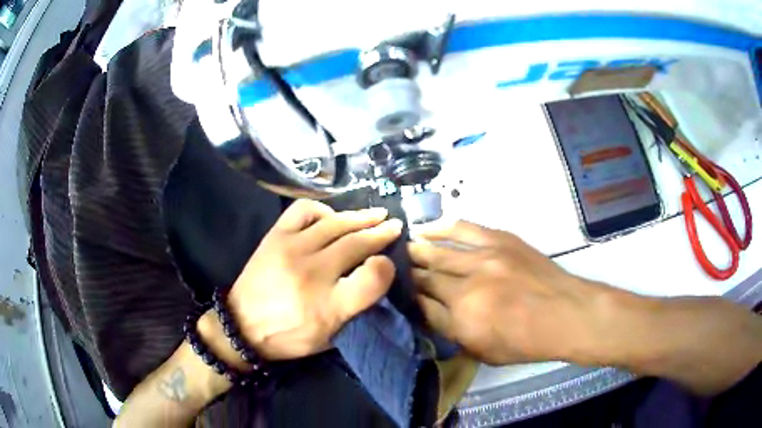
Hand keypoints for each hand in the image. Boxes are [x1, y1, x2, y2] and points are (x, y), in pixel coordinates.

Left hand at [228, 200, 402, 359]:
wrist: (242, 326)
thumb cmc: (289, 336)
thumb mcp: (330, 338)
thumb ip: (356, 310)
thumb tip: (376, 275)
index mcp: (329, 307)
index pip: (372, 279)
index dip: (388, 267)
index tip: (390, 262)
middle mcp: (312, 274)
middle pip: (357, 243)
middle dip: (382, 233)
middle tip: (395, 227)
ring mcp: (292, 250)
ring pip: (336, 223)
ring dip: (361, 217)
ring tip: (376, 215)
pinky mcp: (275, 237)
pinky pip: (304, 210)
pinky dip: (323, 210)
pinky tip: (332, 217)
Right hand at [409, 221, 616, 365]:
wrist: (564, 314)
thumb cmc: (525, 342)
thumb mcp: (482, 350)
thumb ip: (450, 330)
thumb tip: (426, 310)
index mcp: (462, 317)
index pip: (422, 303)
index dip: (408, 297)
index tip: (398, 291)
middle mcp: (467, 285)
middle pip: (427, 275)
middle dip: (408, 272)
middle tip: (394, 267)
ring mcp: (484, 259)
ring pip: (440, 250)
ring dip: (418, 249)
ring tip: (405, 246)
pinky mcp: (500, 241)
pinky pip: (464, 229)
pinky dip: (443, 227)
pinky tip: (427, 227)